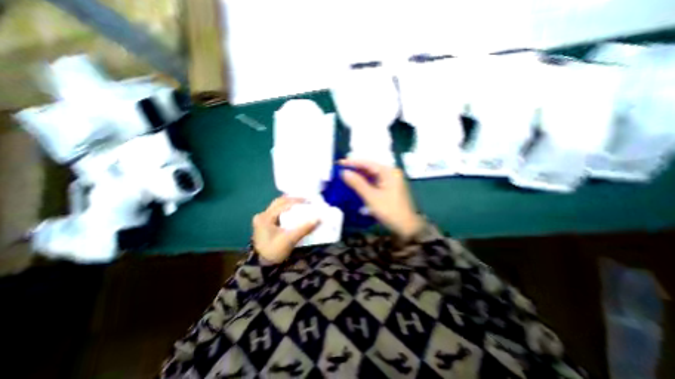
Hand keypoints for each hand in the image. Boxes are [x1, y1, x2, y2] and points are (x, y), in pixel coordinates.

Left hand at [253, 195, 319, 263]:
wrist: (262, 267)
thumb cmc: (274, 252)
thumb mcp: (289, 240)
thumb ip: (304, 228)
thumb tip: (318, 219)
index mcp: (265, 217)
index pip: (283, 204)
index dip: (297, 201)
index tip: (310, 201)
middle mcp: (262, 215)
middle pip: (279, 202)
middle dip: (293, 200)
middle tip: (306, 201)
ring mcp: (262, 219)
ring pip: (278, 206)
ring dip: (289, 204)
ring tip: (301, 204)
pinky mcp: (265, 224)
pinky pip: (277, 212)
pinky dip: (286, 209)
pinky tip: (293, 211)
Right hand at [341, 158, 422, 237]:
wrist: (406, 227)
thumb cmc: (389, 210)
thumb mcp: (371, 197)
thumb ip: (357, 183)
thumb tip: (344, 172)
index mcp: (389, 172)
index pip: (368, 163)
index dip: (352, 162)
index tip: (339, 163)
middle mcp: (391, 173)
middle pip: (370, 168)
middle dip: (355, 169)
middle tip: (340, 171)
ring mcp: (391, 180)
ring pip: (372, 175)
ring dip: (359, 176)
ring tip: (345, 177)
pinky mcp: (389, 188)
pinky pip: (375, 181)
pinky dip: (365, 183)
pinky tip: (356, 185)